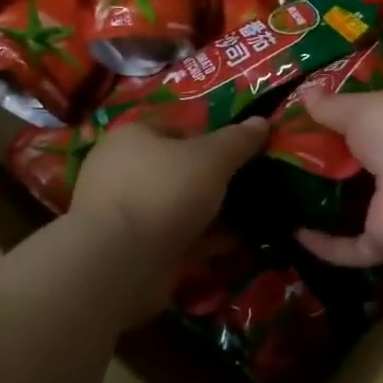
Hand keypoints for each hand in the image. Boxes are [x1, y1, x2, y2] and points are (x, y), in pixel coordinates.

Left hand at [69, 117, 268, 291]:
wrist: (122, 260)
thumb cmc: (165, 190)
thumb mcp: (212, 157)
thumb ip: (238, 140)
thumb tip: (262, 121)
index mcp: (132, 137)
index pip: (175, 129)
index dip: (208, 141)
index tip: (236, 159)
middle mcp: (120, 170)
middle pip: (175, 170)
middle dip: (210, 181)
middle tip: (244, 190)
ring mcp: (123, 212)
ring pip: (176, 206)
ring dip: (208, 214)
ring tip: (246, 221)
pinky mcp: (130, 248)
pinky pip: (174, 238)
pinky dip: (200, 241)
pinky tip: (231, 247)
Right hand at [295, 88, 382, 268]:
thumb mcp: (361, 108)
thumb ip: (333, 106)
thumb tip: (306, 93)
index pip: (375, 120)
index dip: (343, 119)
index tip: (304, 120)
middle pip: (363, 164)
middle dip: (329, 163)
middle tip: (284, 159)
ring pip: (360, 207)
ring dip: (328, 206)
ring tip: (284, 195)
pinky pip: (352, 247)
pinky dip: (326, 245)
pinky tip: (295, 235)